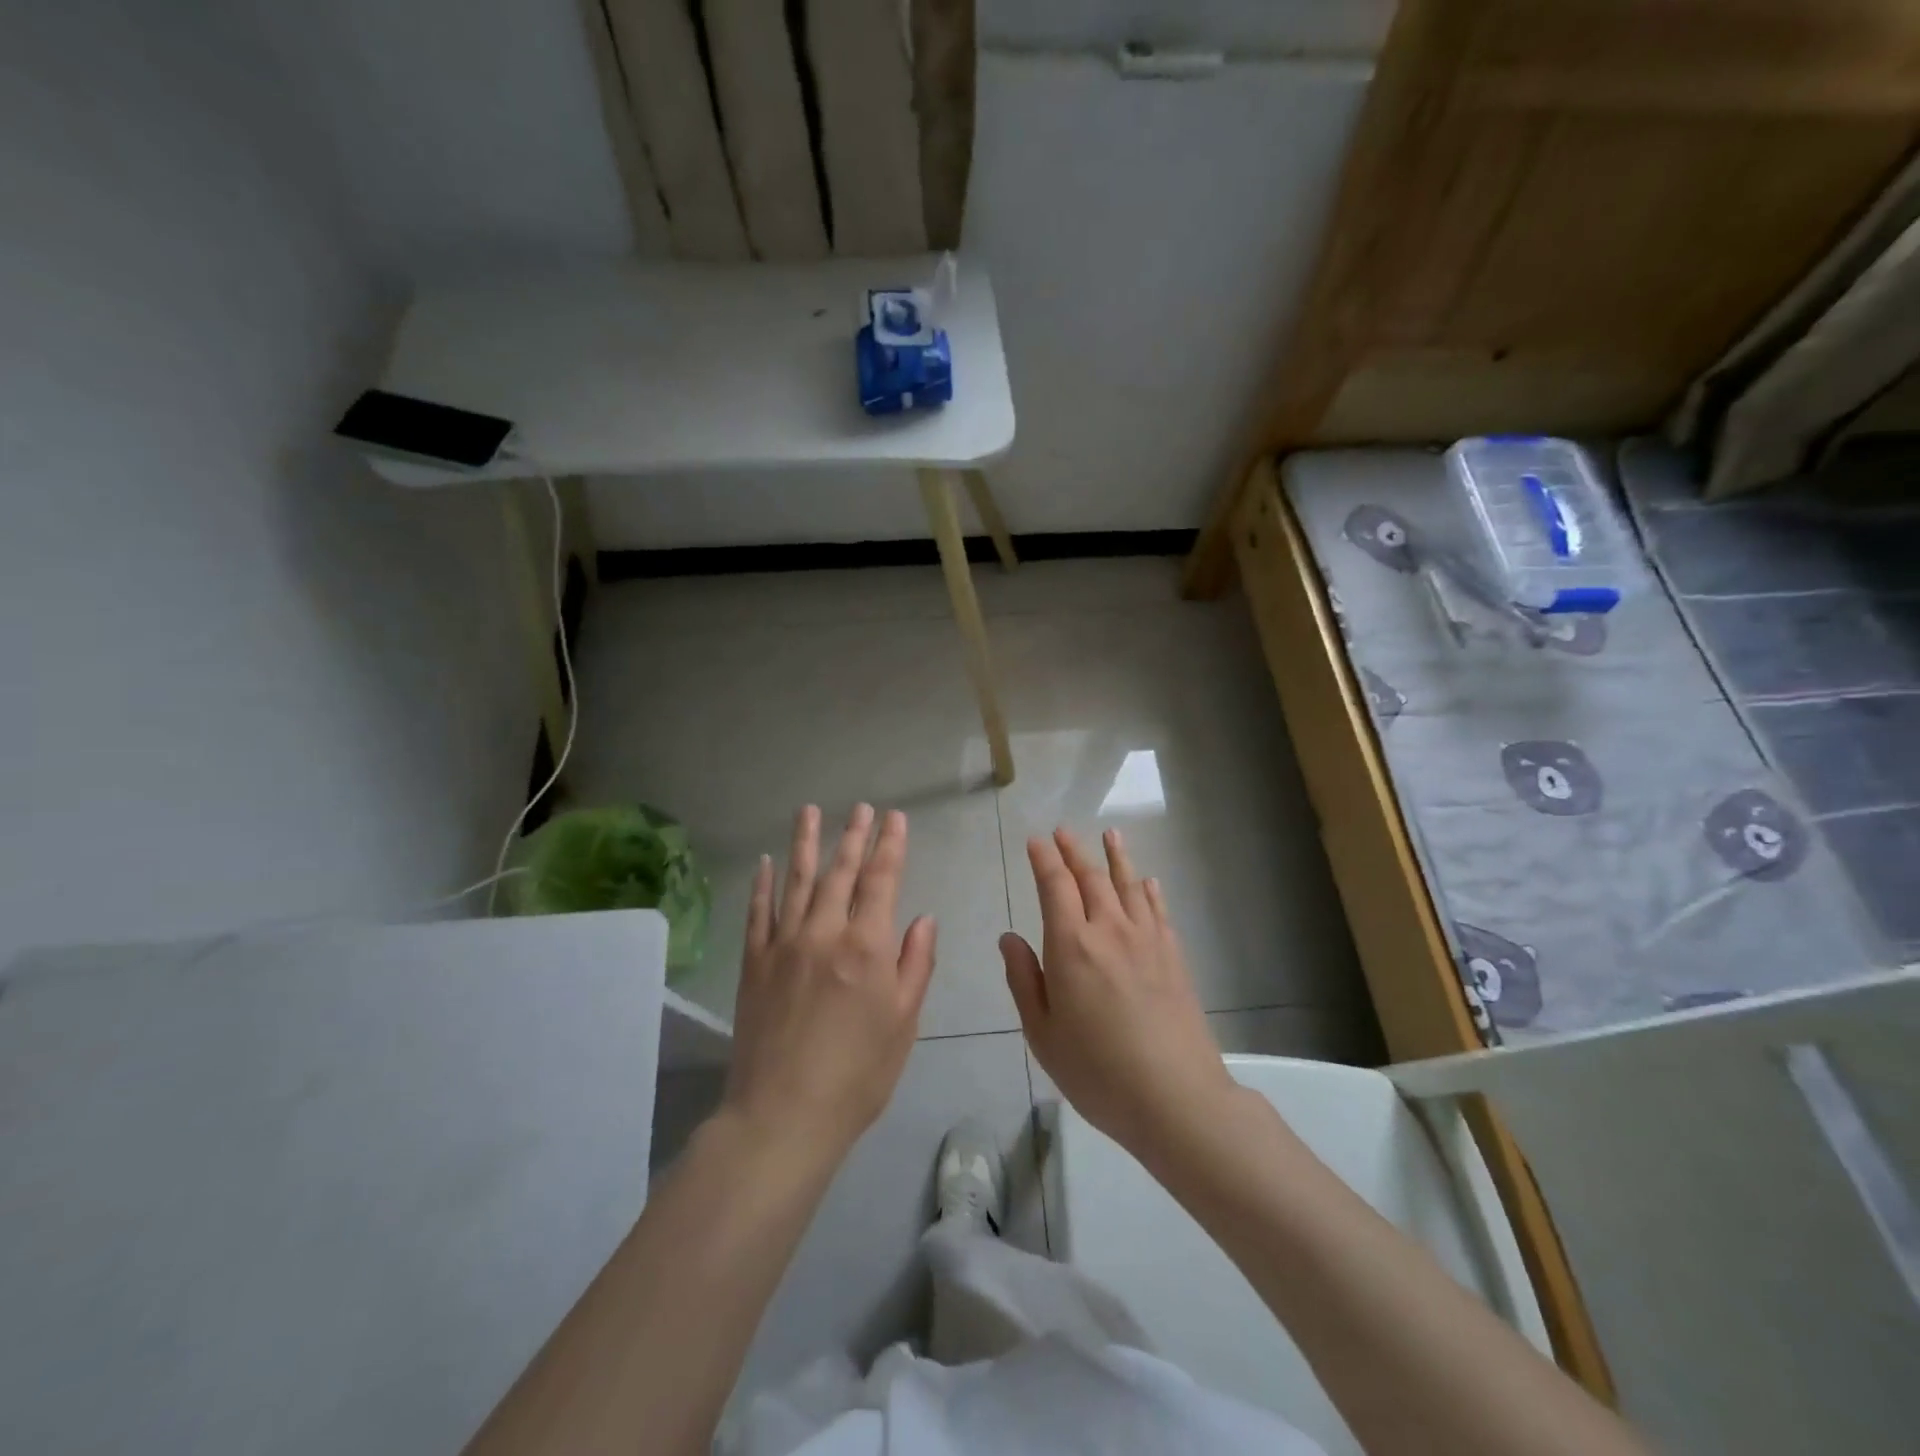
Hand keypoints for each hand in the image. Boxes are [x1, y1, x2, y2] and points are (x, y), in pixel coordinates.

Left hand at [722, 804, 936, 1161]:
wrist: (784, 1115)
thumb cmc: (858, 1074)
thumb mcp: (904, 1022)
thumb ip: (915, 964)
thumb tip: (923, 918)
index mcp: (867, 946)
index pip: (882, 881)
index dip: (890, 846)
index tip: (895, 818)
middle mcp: (824, 932)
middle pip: (840, 872)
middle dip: (853, 836)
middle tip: (861, 808)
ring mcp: (783, 944)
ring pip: (797, 881)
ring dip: (805, 843)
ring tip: (810, 811)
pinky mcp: (754, 962)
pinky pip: (758, 913)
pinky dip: (764, 884)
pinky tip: (767, 862)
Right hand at [1001, 828, 1237, 1165]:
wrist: (1175, 1097)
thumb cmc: (1097, 1070)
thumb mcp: (1042, 1033)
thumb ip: (1023, 979)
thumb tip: (1009, 937)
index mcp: (1071, 945)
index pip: (1054, 886)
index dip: (1044, 859)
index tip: (1036, 840)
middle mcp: (1109, 930)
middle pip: (1091, 878)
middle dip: (1074, 851)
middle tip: (1062, 831)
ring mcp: (1147, 940)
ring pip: (1128, 885)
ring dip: (1116, 856)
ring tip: (1110, 833)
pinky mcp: (1173, 956)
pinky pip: (1158, 910)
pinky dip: (1149, 890)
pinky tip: (1147, 881)